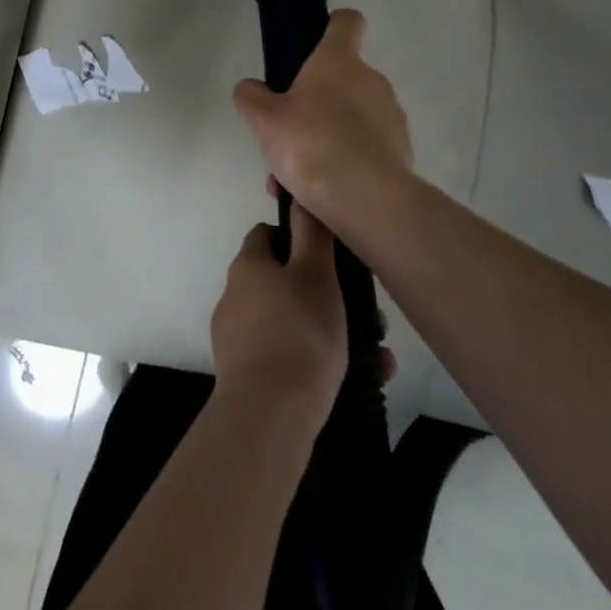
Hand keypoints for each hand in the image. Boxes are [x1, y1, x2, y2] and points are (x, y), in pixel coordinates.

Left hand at [209, 207, 346, 435]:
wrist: (269, 413)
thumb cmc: (299, 332)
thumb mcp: (316, 274)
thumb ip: (311, 234)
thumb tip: (302, 196)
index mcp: (248, 266)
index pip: (267, 236)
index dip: (297, 240)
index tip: (330, 257)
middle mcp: (235, 296)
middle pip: (282, 282)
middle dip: (324, 294)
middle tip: (364, 314)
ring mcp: (236, 337)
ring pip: (291, 323)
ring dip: (330, 333)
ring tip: (375, 356)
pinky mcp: (245, 374)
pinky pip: (288, 357)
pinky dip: (319, 363)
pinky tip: (361, 380)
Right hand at [232, 10, 413, 237]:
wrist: (365, 198)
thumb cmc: (309, 144)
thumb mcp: (263, 120)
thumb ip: (252, 97)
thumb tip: (251, 88)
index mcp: (338, 60)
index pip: (346, 21)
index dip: (331, 25)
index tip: (312, 45)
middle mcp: (371, 79)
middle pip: (343, 77)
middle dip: (317, 100)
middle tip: (289, 131)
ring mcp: (391, 114)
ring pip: (352, 117)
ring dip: (328, 135)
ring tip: (298, 174)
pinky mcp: (401, 149)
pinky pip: (366, 147)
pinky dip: (346, 161)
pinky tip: (322, 190)